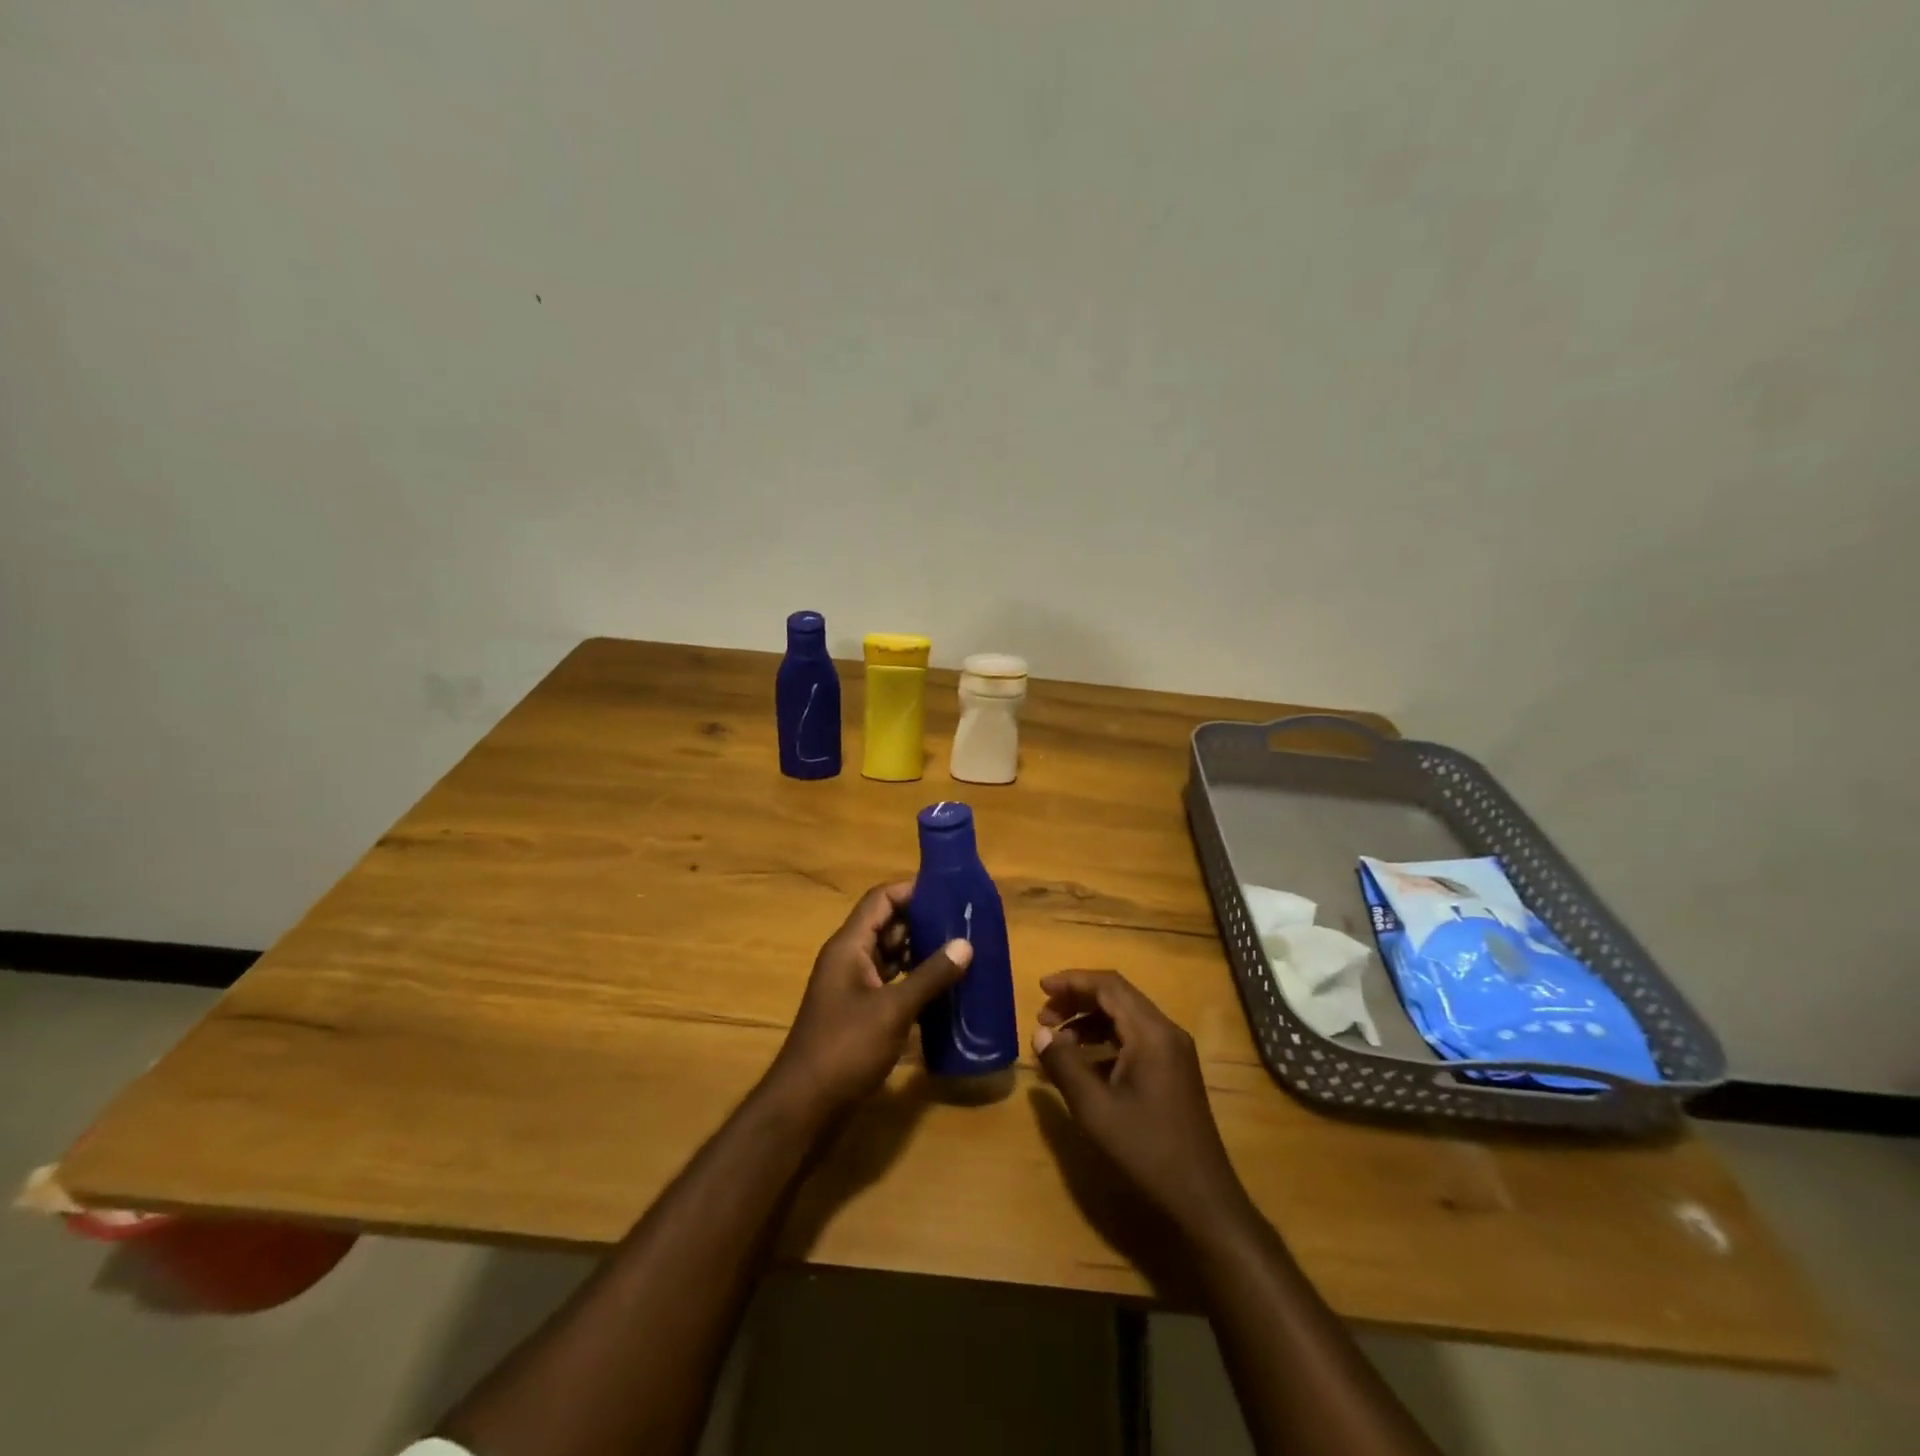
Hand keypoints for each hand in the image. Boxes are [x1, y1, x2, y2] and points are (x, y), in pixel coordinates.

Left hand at [762, 882, 971, 1126]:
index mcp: (849, 946)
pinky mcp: (858, 1012)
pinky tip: (942, 989)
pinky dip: (913, 980)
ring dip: (920, 952)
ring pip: (889, 955)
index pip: (880, 899)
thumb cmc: (845, 1048)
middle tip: (963, 922)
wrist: (804, 1105)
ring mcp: (852, 986)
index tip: (948, 891)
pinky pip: (889, 982)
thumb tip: (965, 944)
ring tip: (960, 951)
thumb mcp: (893, 1010)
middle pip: (886, 925)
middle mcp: (848, 959)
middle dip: (923, 922)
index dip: (912, 890)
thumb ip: (930, 976)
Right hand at [1032, 970, 1253, 1239]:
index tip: (1041, 988)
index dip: (1072, 981)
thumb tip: (1040, 1033)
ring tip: (1057, 1042)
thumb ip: (1064, 1065)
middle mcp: (1166, 1032)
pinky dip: (1106, 1042)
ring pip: (1126, 1019)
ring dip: (1090, 1022)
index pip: (1109, 985)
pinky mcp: (1174, 1072)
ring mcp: (1174, 1052)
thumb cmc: (1146, 1150)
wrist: (1202, 1200)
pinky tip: (1084, 1066)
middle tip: (1044, 1017)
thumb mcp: (1095, 1108)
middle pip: (1117, 997)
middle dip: (1077, 1001)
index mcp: (1151, 1032)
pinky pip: (1135, 1040)